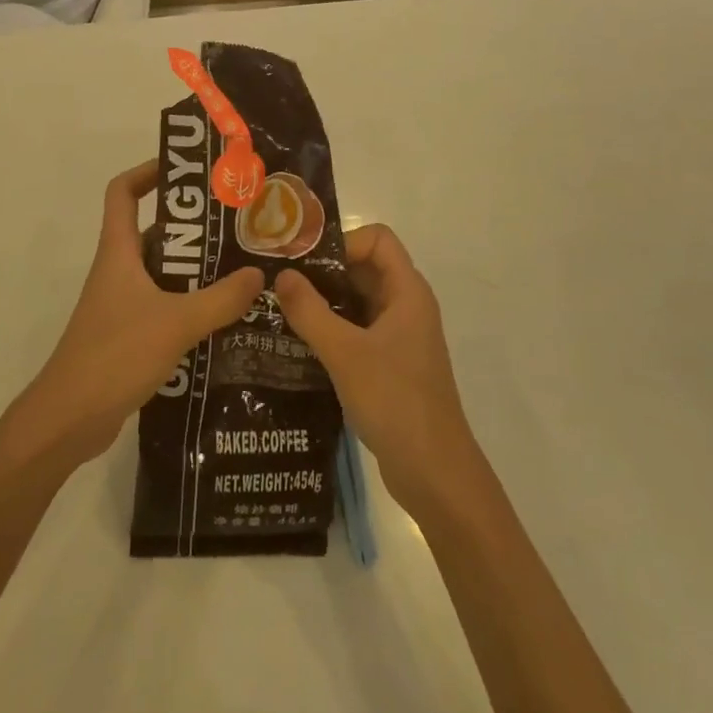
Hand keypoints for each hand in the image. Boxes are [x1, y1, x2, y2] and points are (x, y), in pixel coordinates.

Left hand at [10, 160, 264, 472]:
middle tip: (239, 227)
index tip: (188, 171)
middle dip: (194, 227)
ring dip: (197, 270)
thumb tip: (258, 274)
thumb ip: (221, 299)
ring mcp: (122, 304)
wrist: (69, 419)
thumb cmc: (115, 355)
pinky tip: (226, 318)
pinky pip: (165, 306)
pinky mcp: (129, 335)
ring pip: (163, 273)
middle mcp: (119, 270)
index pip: (123, 192)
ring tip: (243, 270)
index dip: (149, 171)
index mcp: (118, 252)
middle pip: (153, 232)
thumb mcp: (175, 322)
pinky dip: (191, 305)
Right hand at [273, 225, 480, 518]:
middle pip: (364, 267)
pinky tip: (296, 342)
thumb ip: (310, 311)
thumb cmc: (395, 402)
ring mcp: (398, 337)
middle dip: (323, 271)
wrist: (434, 473)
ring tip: (278, 309)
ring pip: (357, 301)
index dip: (342, 242)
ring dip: (322, 301)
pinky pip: (356, 330)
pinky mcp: (388, 364)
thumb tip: (281, 275)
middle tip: (278, 281)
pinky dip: (330, 329)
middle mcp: (405, 306)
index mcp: (407, 292)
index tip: (303, 262)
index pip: (377, 239)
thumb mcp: (345, 353)